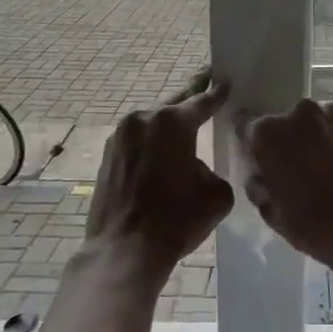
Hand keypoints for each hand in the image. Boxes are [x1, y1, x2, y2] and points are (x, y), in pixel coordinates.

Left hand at [87, 76, 233, 281]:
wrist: (124, 250)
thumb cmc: (176, 220)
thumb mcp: (217, 195)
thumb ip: (214, 170)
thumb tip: (198, 169)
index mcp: (172, 123)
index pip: (202, 101)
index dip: (217, 93)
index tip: (226, 81)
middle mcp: (142, 120)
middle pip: (173, 106)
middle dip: (191, 99)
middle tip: (206, 86)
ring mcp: (120, 137)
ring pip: (152, 123)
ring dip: (168, 126)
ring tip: (186, 128)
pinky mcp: (107, 156)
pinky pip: (138, 141)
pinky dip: (152, 144)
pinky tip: (163, 155)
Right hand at [239, 100, 332, 276]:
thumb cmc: (314, 225)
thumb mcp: (271, 212)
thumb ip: (258, 185)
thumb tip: (261, 174)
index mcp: (268, 132)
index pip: (250, 131)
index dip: (257, 149)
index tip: (265, 166)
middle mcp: (300, 112)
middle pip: (286, 123)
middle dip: (289, 142)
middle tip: (299, 171)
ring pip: (317, 122)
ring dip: (317, 138)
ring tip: (329, 168)